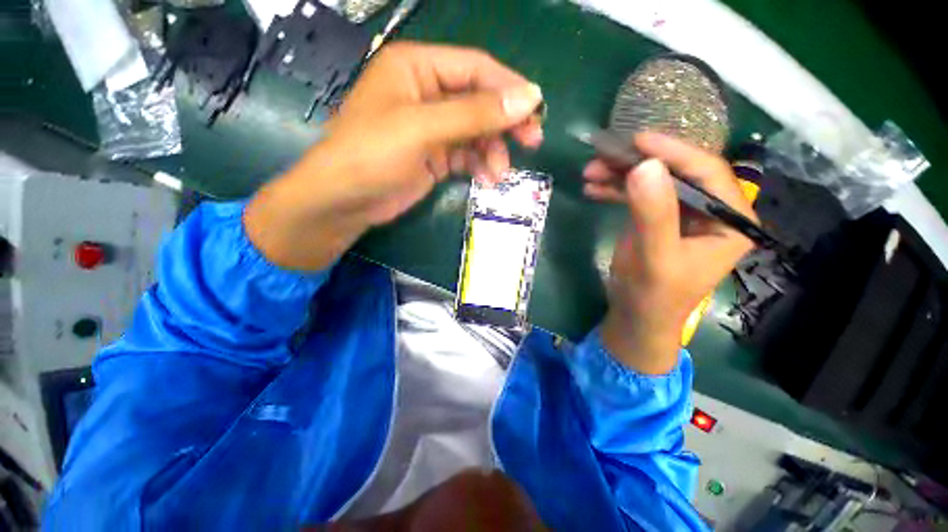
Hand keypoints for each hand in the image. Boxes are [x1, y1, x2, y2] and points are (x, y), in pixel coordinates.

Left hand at [245, 43, 543, 270]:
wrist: (345, 201)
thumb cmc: (373, 155)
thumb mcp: (423, 129)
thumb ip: (475, 114)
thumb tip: (528, 99)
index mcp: (418, 68)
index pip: (476, 69)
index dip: (508, 88)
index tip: (537, 110)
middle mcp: (427, 93)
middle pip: (479, 101)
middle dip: (505, 123)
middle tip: (532, 142)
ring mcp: (432, 128)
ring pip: (476, 132)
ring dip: (493, 151)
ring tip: (500, 174)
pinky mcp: (435, 156)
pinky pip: (467, 155)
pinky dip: (480, 166)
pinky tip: (488, 179)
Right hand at [583, 133, 755, 374]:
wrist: (636, 318)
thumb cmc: (653, 296)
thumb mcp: (655, 258)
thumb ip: (654, 214)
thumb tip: (645, 165)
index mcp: (729, 221)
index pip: (707, 172)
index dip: (674, 151)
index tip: (636, 139)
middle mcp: (710, 212)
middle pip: (677, 173)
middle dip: (637, 163)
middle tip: (602, 156)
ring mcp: (682, 215)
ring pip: (654, 182)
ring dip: (620, 175)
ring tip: (590, 172)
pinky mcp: (658, 220)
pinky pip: (639, 196)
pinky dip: (615, 190)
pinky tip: (593, 189)